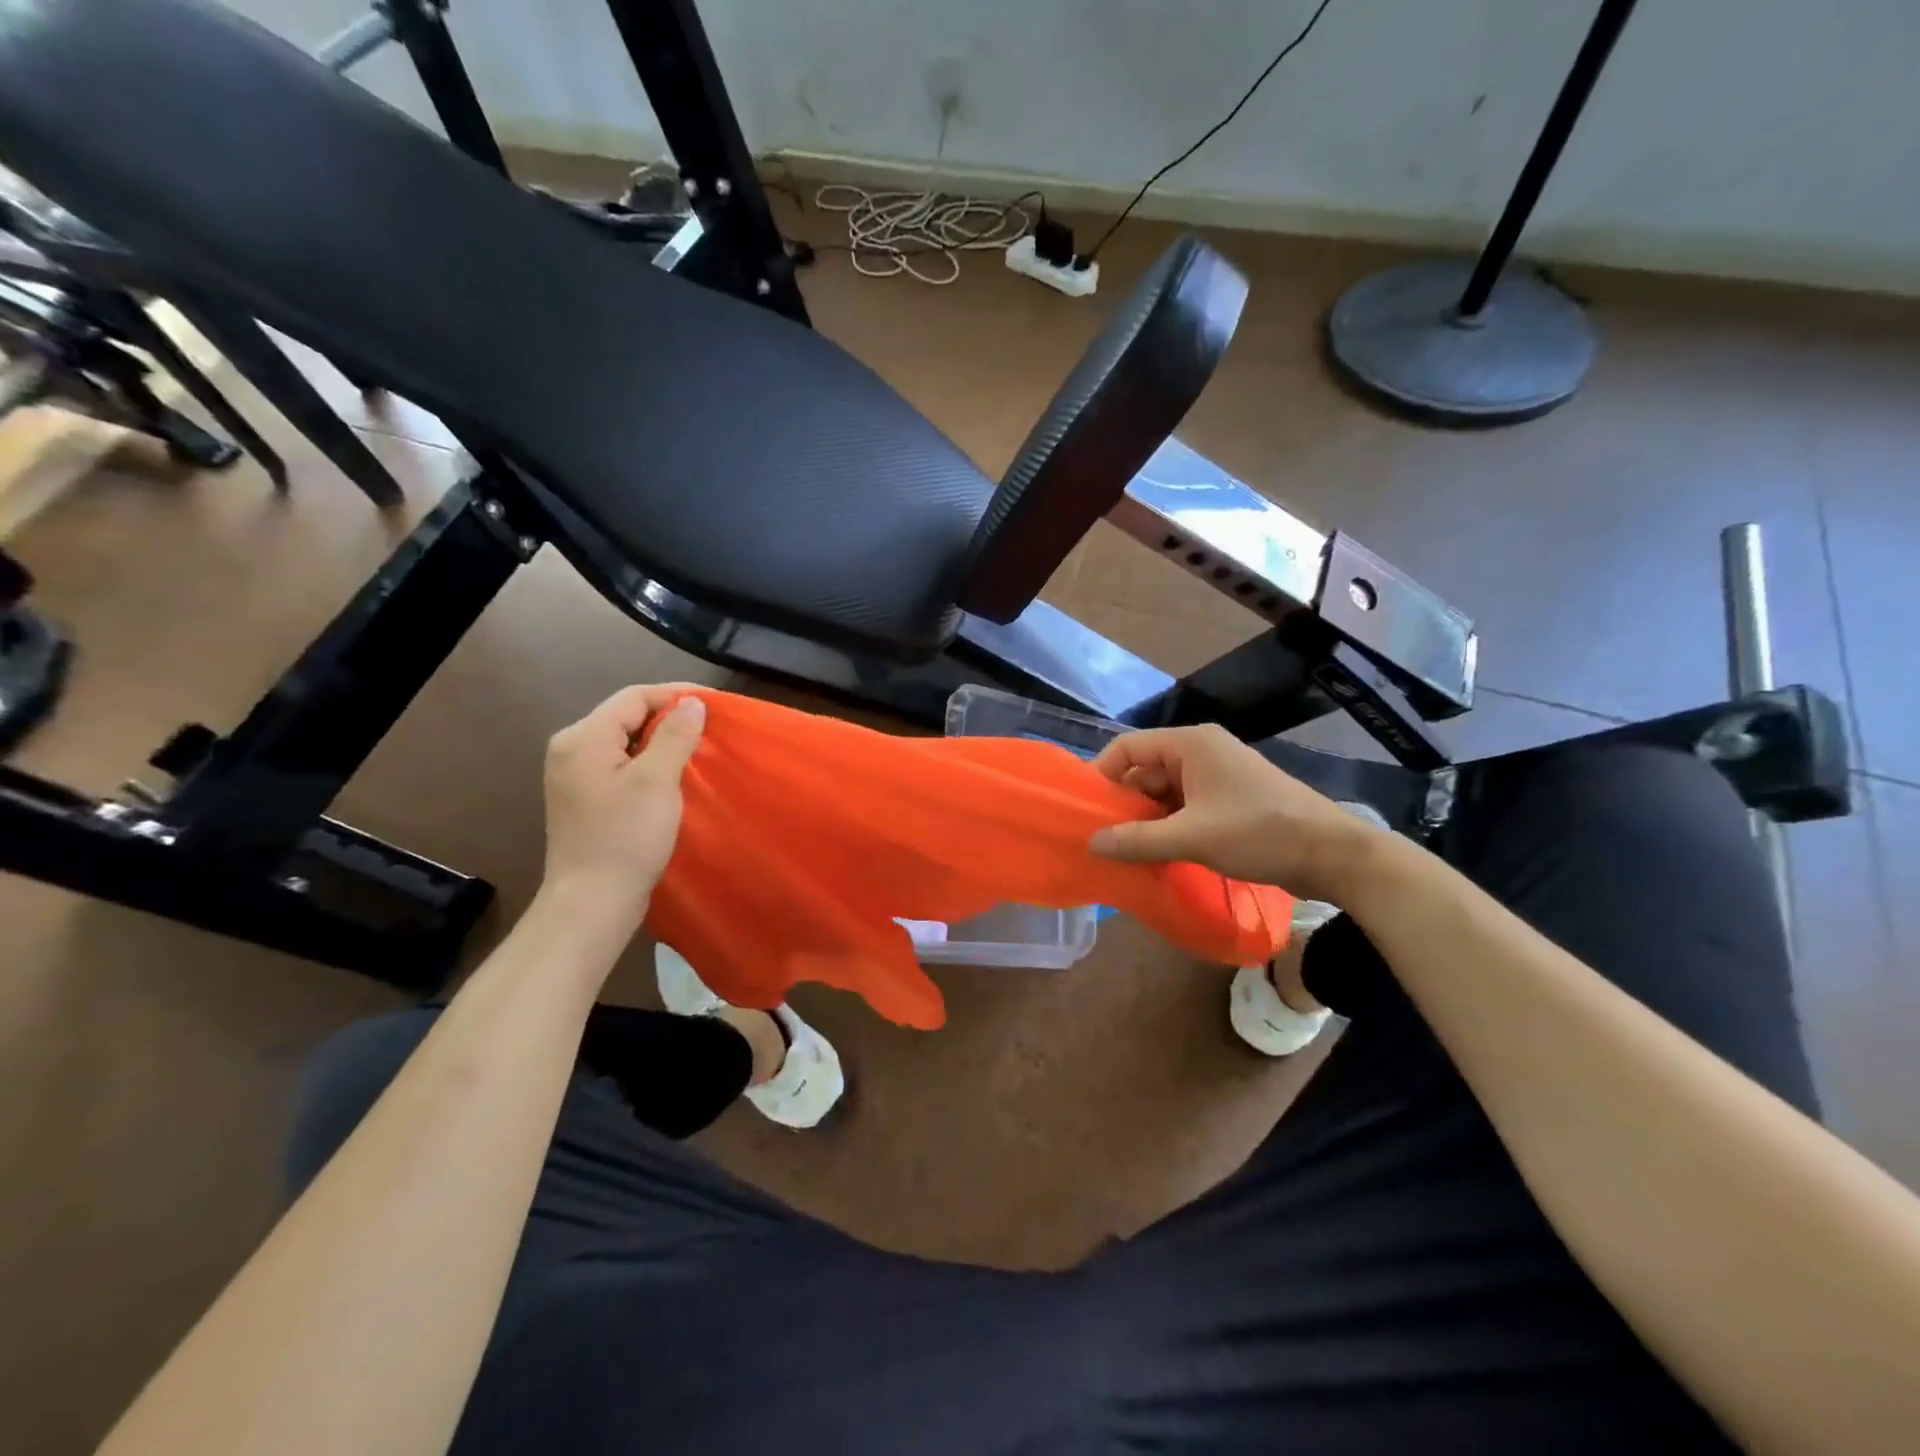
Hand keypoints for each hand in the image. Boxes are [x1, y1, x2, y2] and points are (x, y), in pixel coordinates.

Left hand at [540, 683, 705, 929]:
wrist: (593, 903)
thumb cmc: (625, 838)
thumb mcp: (657, 781)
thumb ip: (675, 735)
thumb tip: (693, 703)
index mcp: (583, 737)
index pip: (634, 697)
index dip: (677, 694)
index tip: (717, 705)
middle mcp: (571, 748)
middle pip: (627, 715)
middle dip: (670, 716)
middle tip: (711, 727)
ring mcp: (574, 775)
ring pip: (625, 740)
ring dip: (661, 740)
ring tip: (699, 748)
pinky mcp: (584, 798)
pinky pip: (621, 763)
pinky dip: (649, 761)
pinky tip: (673, 775)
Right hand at [1088, 724, 1385, 902]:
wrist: (1333, 855)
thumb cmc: (1259, 832)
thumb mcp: (1191, 837)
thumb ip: (1137, 840)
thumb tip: (1091, 843)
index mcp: (1191, 744)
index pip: (1128, 746)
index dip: (1103, 775)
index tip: (1088, 811)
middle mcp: (1201, 751)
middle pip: (1144, 769)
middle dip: (1124, 803)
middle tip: (1106, 839)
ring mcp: (1216, 775)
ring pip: (1163, 791)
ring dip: (1146, 819)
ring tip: (1128, 851)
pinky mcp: (1228, 798)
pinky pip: (1184, 805)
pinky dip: (1168, 826)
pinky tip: (1158, 853)